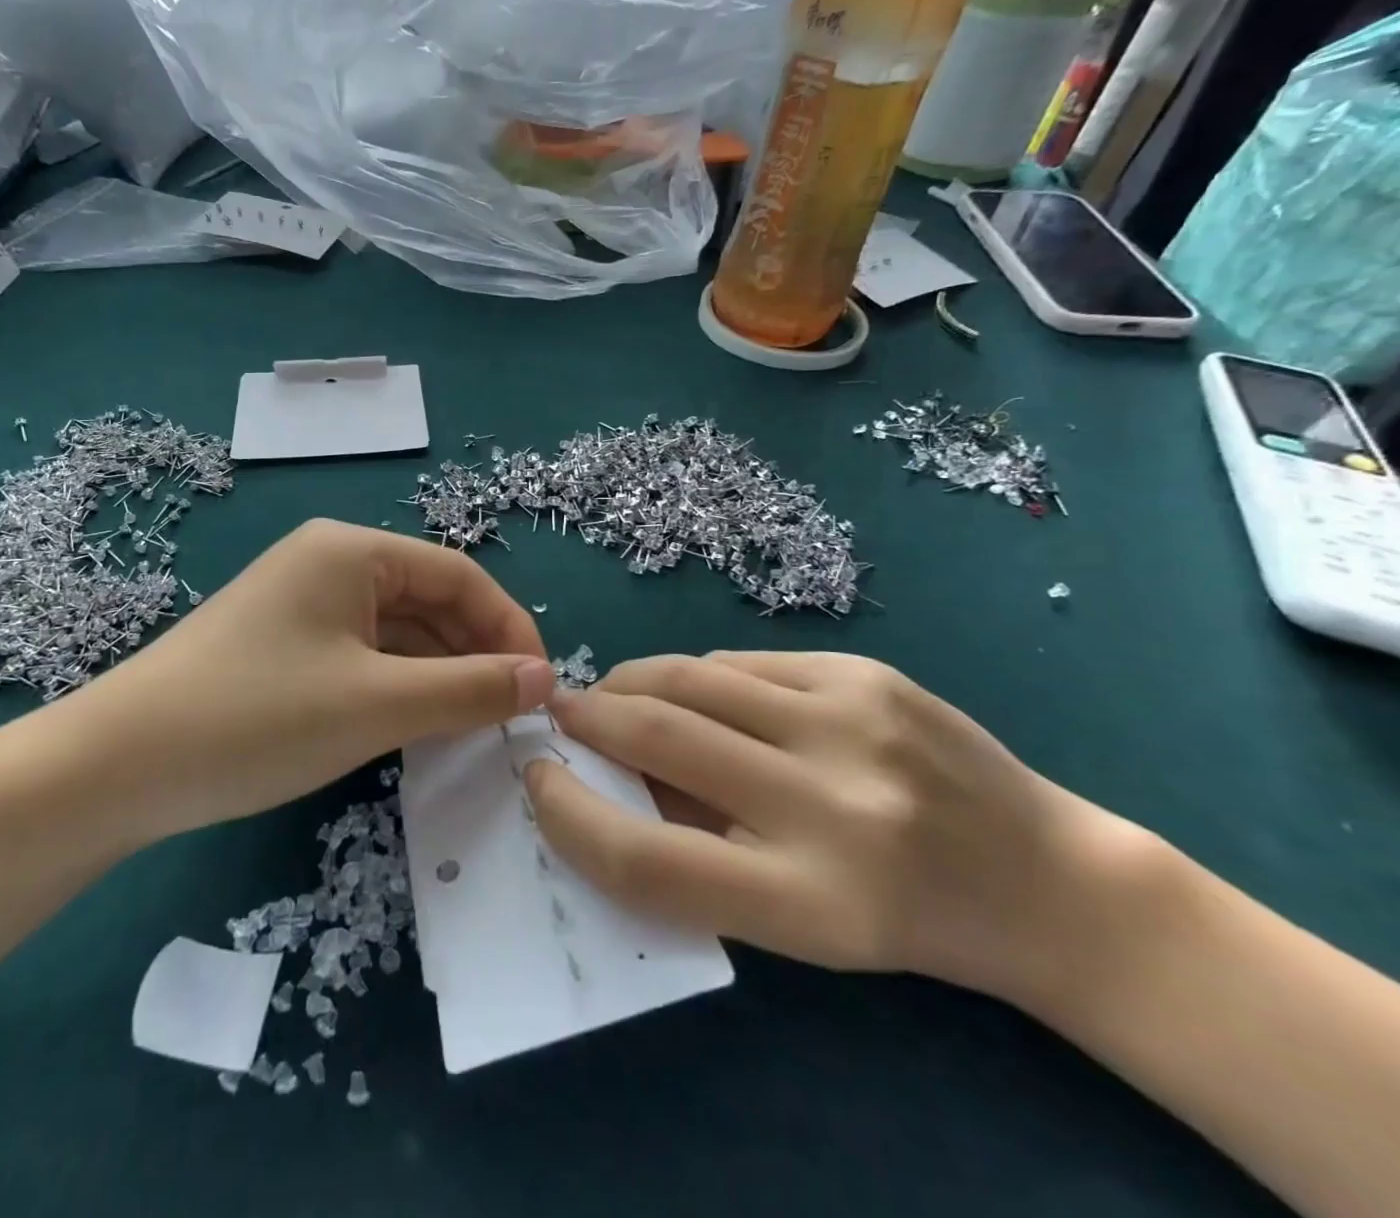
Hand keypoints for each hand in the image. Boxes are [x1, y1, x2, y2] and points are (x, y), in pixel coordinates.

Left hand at [69, 519, 554, 841]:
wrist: (118, 766)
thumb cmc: (257, 717)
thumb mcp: (376, 704)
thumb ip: (468, 689)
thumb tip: (544, 679)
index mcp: (352, 550)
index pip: (459, 576)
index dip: (509, 627)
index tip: (541, 687)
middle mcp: (330, 561)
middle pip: (429, 599)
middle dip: (475, 652)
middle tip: (510, 715)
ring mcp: (303, 603)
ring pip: (397, 630)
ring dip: (440, 672)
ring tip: (474, 725)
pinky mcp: (285, 643)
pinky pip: (364, 653)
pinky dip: (399, 684)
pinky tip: (419, 723)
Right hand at [524, 652, 1147, 1004]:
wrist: (1045, 881)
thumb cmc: (902, 921)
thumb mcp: (792, 921)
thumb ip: (693, 848)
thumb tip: (606, 775)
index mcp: (809, 902)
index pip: (647, 859)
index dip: (572, 817)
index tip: (540, 781)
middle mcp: (831, 806)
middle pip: (659, 740)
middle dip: (589, 719)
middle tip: (563, 716)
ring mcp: (851, 722)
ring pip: (691, 679)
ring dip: (632, 684)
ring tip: (616, 695)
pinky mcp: (864, 672)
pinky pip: (741, 664)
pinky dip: (697, 678)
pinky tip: (697, 694)